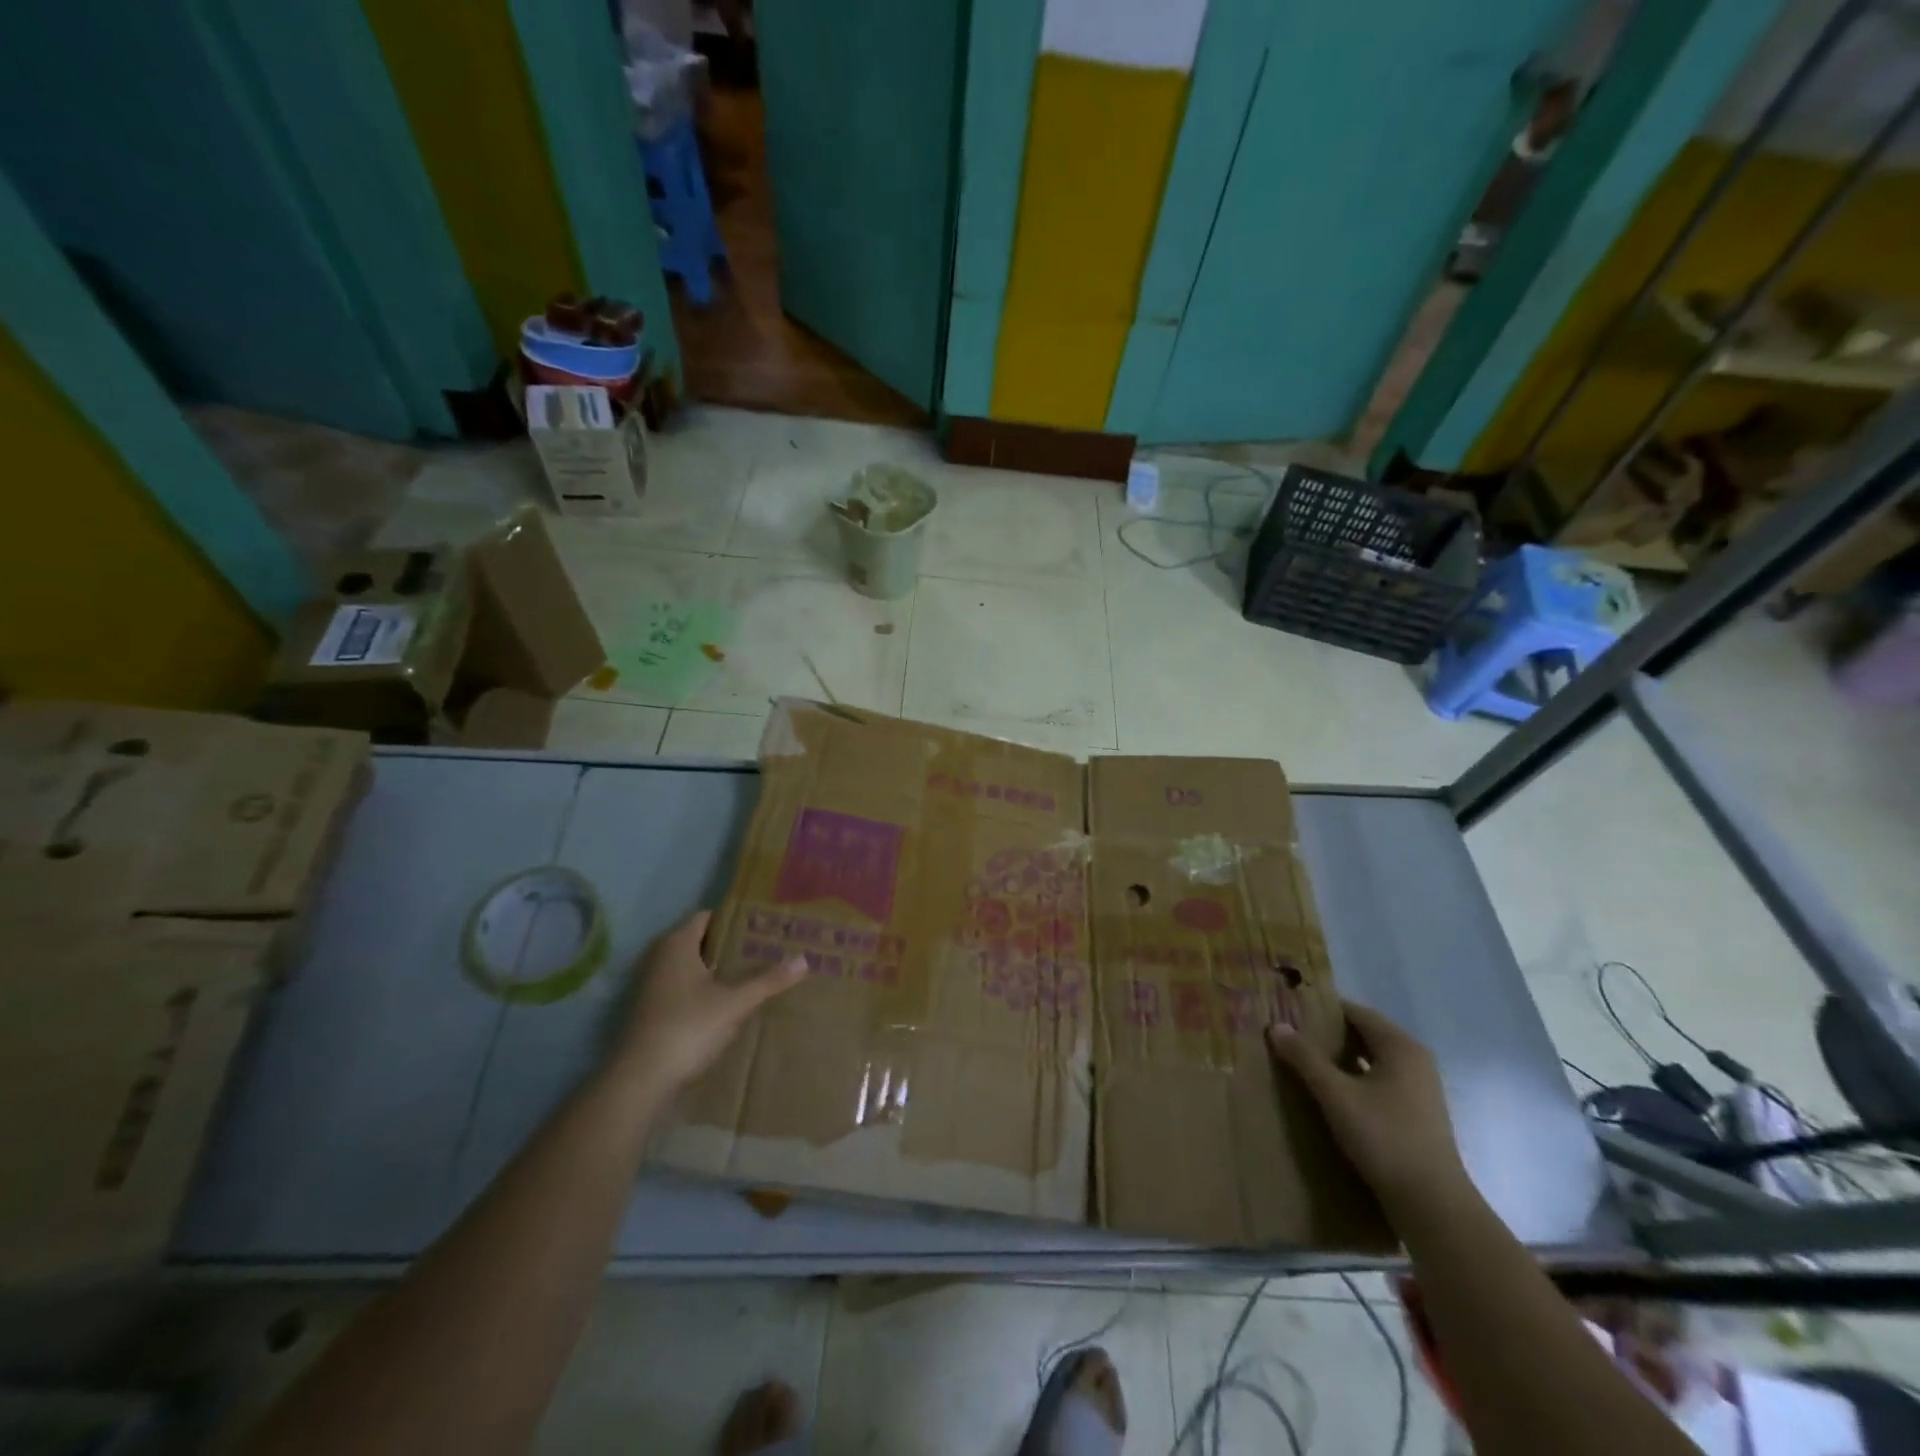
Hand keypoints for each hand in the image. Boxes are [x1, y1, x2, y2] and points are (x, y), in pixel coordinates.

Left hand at [613, 911, 805, 1093]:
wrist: (642, 1078)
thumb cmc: (688, 1027)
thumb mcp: (735, 1003)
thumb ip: (768, 981)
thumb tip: (804, 960)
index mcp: (677, 944)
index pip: (707, 917)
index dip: (733, 920)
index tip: (761, 926)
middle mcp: (661, 958)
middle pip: (700, 942)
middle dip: (730, 946)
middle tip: (764, 949)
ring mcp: (653, 986)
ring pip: (692, 968)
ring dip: (717, 970)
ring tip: (752, 974)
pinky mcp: (652, 1011)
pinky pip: (684, 989)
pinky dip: (704, 990)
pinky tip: (727, 1004)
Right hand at [1267, 1000, 1469, 1214]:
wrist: (1432, 1205)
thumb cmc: (1384, 1138)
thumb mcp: (1336, 1095)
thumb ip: (1305, 1058)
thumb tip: (1276, 1026)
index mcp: (1400, 1046)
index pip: (1355, 1011)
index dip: (1321, 1009)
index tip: (1290, 1012)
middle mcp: (1415, 1060)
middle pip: (1365, 1033)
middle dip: (1329, 1034)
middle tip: (1291, 1036)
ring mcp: (1420, 1088)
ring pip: (1372, 1059)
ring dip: (1341, 1058)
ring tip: (1305, 1062)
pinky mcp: (1418, 1113)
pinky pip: (1380, 1081)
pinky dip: (1356, 1078)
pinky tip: (1332, 1093)